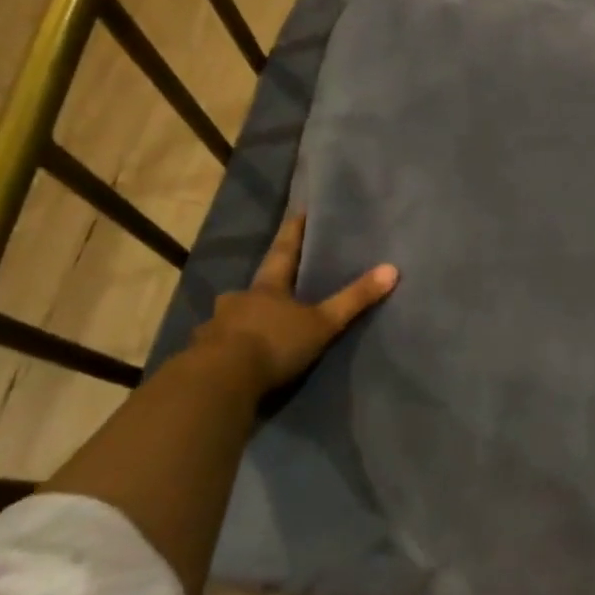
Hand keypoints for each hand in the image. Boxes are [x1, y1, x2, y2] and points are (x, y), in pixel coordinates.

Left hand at [190, 212, 397, 393]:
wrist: (220, 382)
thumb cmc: (274, 343)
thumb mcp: (322, 323)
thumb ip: (354, 299)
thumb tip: (392, 269)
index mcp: (267, 288)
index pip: (282, 252)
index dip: (293, 233)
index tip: (298, 212)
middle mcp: (237, 301)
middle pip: (253, 288)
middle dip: (263, 288)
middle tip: (273, 289)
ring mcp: (215, 328)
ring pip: (231, 317)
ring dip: (242, 319)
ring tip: (253, 328)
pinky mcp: (202, 356)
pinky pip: (217, 346)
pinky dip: (227, 348)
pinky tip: (234, 358)